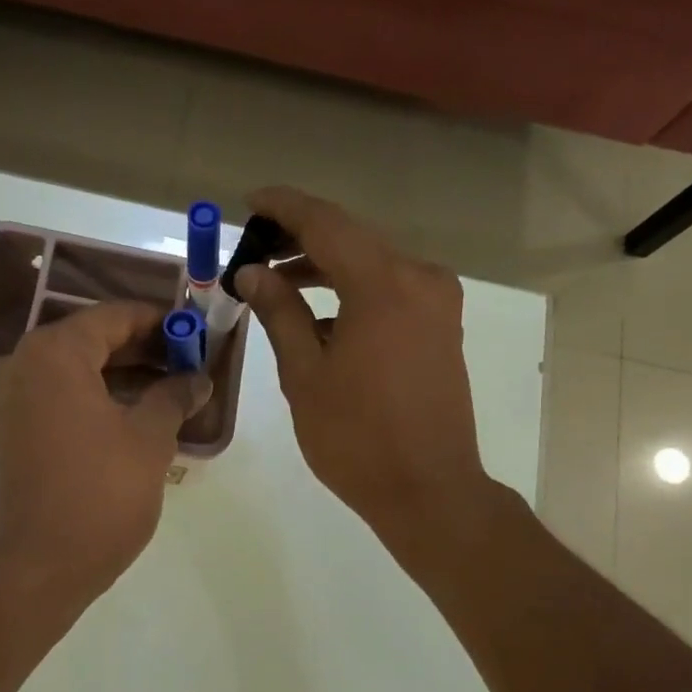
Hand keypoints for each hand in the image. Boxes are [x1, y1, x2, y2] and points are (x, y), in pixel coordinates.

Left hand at [0, 301, 210, 605]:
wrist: (38, 568)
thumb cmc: (99, 497)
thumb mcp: (149, 441)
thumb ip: (174, 396)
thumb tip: (197, 378)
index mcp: (53, 354)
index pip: (113, 317)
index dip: (159, 322)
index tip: (195, 332)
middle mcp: (21, 365)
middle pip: (90, 340)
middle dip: (142, 349)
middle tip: (188, 362)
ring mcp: (9, 400)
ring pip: (73, 371)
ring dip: (120, 375)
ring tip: (170, 389)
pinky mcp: (9, 432)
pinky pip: (57, 397)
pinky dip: (94, 398)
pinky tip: (134, 414)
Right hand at [236, 187, 487, 552]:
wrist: (428, 489)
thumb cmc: (356, 437)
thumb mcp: (304, 374)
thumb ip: (280, 313)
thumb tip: (253, 273)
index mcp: (383, 284)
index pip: (326, 223)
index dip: (284, 207)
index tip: (249, 201)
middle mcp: (419, 278)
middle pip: (352, 240)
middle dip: (301, 240)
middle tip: (254, 250)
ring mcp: (437, 303)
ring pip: (372, 266)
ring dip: (326, 268)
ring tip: (277, 283)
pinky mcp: (441, 327)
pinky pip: (390, 292)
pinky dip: (352, 293)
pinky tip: (318, 316)